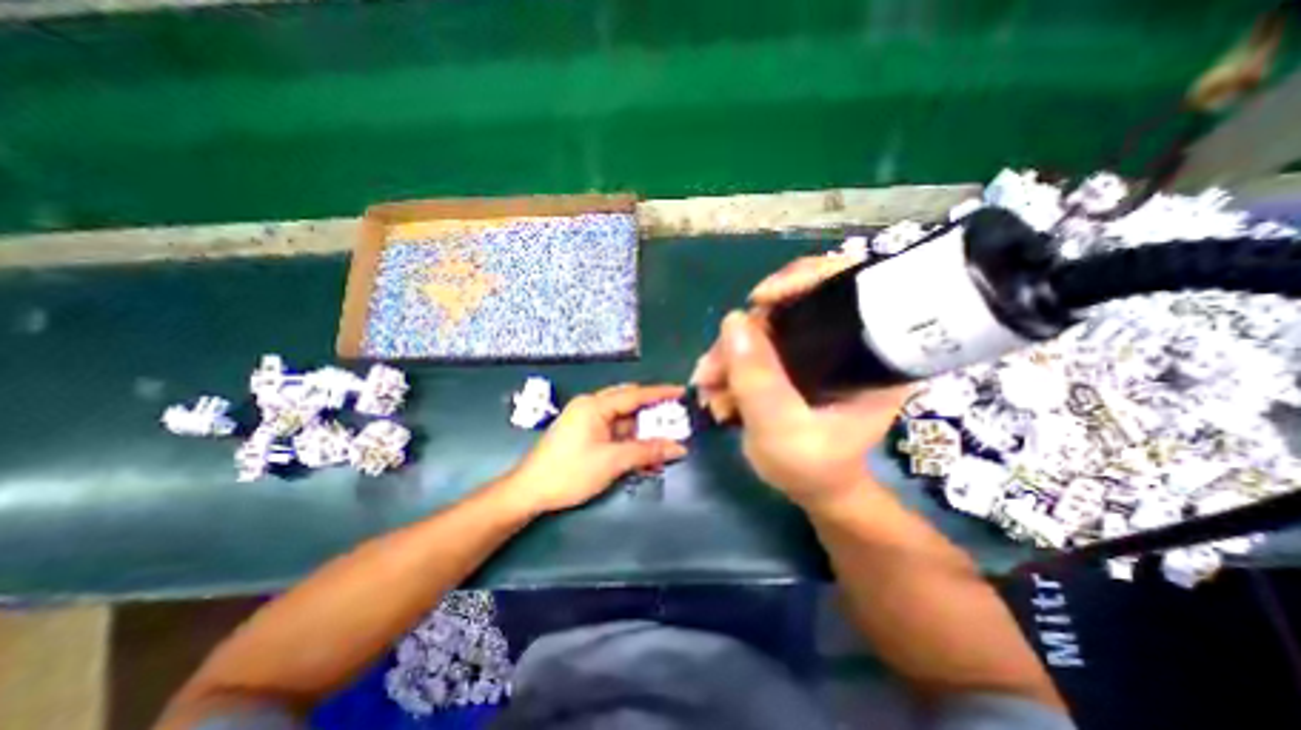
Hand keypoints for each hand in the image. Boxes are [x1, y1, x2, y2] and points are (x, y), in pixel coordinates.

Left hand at [499, 382, 691, 511]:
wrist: (529, 491)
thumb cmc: (569, 472)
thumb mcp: (612, 462)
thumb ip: (646, 451)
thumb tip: (678, 448)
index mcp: (595, 405)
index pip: (635, 394)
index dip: (660, 393)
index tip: (682, 392)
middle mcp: (591, 406)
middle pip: (629, 403)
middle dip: (653, 412)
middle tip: (675, 417)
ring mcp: (586, 420)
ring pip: (622, 419)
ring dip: (642, 430)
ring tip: (664, 439)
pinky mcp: (584, 433)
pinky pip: (613, 431)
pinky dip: (629, 439)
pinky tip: (643, 452)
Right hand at [691, 258, 905, 506]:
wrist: (813, 487)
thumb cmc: (812, 467)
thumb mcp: (783, 430)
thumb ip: (759, 380)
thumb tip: (733, 320)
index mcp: (873, 351)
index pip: (848, 285)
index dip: (803, 278)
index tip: (760, 300)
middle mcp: (847, 339)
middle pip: (792, 305)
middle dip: (745, 334)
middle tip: (712, 368)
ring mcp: (817, 347)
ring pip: (766, 325)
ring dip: (729, 351)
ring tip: (706, 385)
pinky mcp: (794, 358)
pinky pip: (756, 343)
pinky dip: (731, 360)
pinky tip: (715, 385)